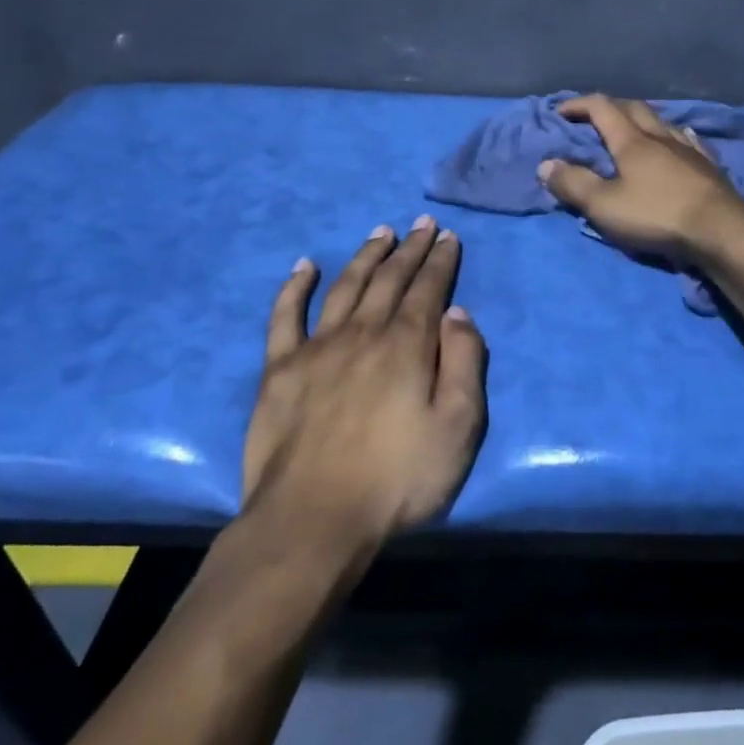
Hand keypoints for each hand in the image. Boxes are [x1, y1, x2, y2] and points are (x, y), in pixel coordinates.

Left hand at [240, 218, 486, 542]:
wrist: (313, 520)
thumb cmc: (398, 478)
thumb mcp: (458, 426)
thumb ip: (464, 363)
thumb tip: (457, 313)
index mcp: (407, 345)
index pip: (429, 290)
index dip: (440, 260)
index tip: (447, 236)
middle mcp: (363, 333)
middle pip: (390, 280)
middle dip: (409, 249)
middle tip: (421, 224)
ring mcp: (317, 348)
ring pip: (345, 287)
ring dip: (365, 256)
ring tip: (380, 232)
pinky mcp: (279, 370)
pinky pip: (284, 317)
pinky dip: (294, 288)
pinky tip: (303, 266)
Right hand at [536, 95, 743, 262]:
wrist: (720, 230)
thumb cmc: (656, 215)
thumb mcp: (604, 205)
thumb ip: (574, 184)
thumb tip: (546, 164)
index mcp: (632, 141)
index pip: (602, 108)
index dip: (579, 105)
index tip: (561, 112)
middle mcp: (660, 136)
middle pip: (634, 108)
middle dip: (611, 107)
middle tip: (594, 116)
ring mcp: (688, 149)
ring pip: (662, 122)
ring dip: (642, 119)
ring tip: (633, 128)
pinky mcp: (708, 167)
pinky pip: (687, 140)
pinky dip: (673, 136)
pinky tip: (678, 140)